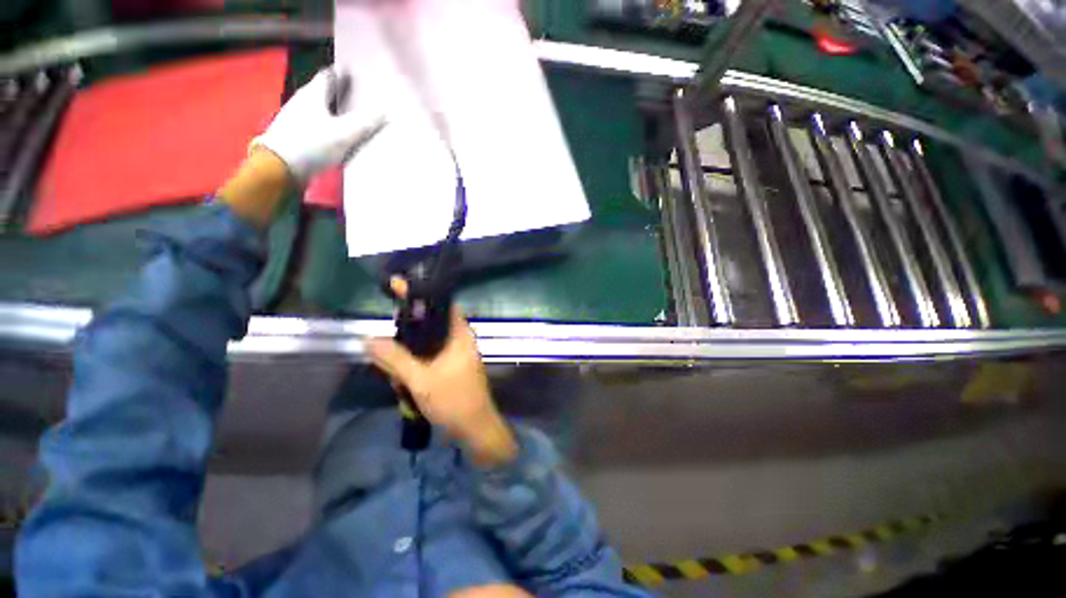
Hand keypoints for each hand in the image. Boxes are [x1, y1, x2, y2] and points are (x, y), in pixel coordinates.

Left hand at [251, 67, 384, 181]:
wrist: (279, 168)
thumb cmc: (311, 144)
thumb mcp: (343, 134)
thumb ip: (364, 123)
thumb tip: (384, 111)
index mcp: (312, 94)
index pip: (328, 76)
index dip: (341, 73)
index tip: (354, 73)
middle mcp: (301, 102)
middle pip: (322, 92)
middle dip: (339, 93)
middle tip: (357, 96)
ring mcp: (295, 119)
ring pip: (318, 109)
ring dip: (333, 111)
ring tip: (349, 118)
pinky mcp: (294, 136)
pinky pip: (315, 125)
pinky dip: (327, 126)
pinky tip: (335, 136)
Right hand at [368, 279, 517, 466]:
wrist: (475, 428)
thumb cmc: (454, 400)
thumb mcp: (421, 380)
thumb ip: (395, 359)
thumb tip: (370, 339)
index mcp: (459, 334)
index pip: (442, 303)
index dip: (421, 294)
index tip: (398, 287)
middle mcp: (460, 338)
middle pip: (431, 321)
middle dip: (408, 328)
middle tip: (385, 338)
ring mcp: (457, 353)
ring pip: (428, 341)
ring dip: (409, 349)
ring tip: (392, 365)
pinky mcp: (452, 365)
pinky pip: (430, 355)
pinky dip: (416, 360)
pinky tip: (402, 376)